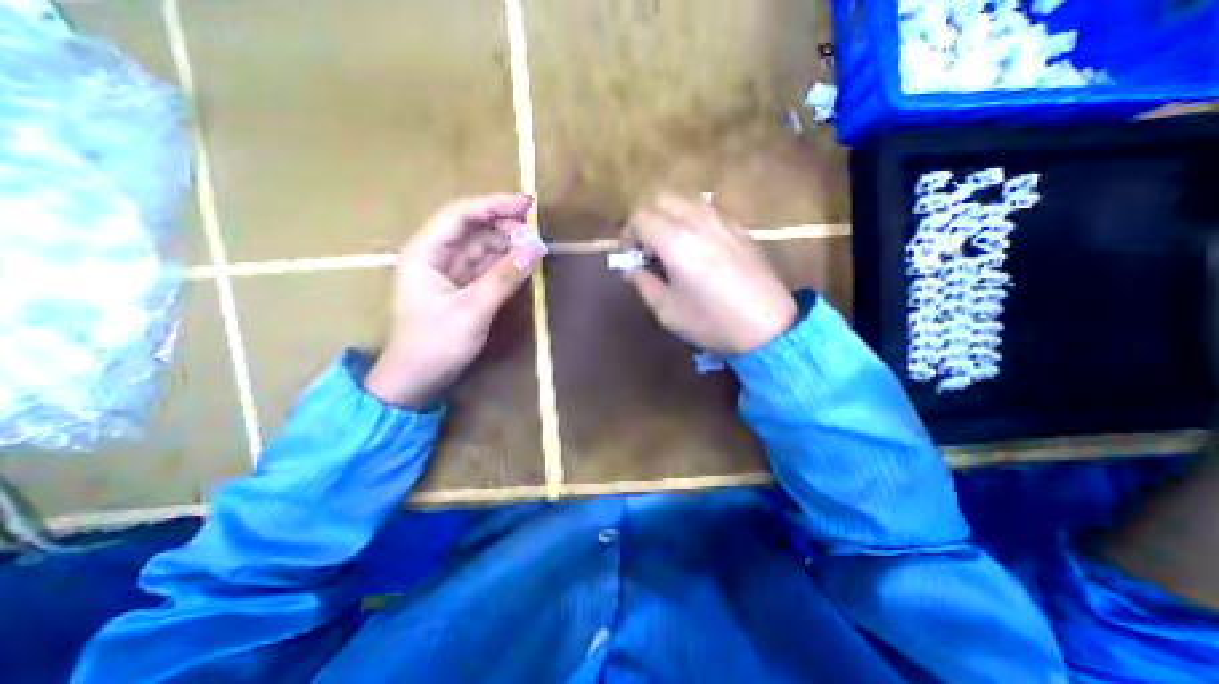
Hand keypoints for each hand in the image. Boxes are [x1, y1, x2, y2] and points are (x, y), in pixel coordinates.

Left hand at [362, 193, 541, 407]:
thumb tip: (534, 249)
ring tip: (534, 247)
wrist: (416, 379)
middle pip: (472, 228)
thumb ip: (503, 278)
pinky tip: (522, 262)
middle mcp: (435, 256)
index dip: (494, 205)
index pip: (460, 215)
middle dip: (504, 226)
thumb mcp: (471, 311)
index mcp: (425, 253)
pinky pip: (485, 266)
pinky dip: (504, 263)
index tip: (527, 204)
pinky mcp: (461, 287)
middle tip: (535, 233)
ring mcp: (449, 272)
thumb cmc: (435, 344)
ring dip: (507, 244)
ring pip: (481, 247)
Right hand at [622, 194, 795, 353]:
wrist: (767, 325)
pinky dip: (690, 218)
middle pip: (660, 197)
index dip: (628, 234)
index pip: (640, 216)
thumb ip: (643, 283)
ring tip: (670, 245)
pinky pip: (706, 209)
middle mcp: (698, 221)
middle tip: (647, 247)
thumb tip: (631, 268)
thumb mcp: (667, 311)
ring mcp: (722, 220)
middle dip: (646, 218)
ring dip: (668, 215)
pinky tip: (696, 246)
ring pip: (684, 199)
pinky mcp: (738, 227)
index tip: (632, 256)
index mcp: (675, 241)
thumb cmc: (711, 321)